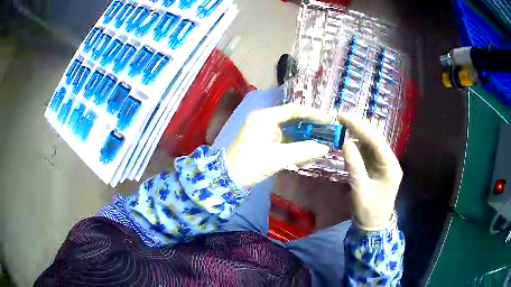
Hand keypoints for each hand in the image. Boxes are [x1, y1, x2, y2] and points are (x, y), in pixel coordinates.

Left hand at [225, 104, 330, 186]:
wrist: (226, 179)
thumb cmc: (249, 165)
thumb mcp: (277, 158)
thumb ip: (302, 151)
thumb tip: (324, 148)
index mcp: (264, 117)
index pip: (293, 110)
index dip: (312, 114)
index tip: (328, 120)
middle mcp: (264, 120)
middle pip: (292, 119)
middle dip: (310, 127)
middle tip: (327, 133)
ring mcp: (264, 131)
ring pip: (289, 131)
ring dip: (304, 138)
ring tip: (321, 144)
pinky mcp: (264, 142)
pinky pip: (284, 141)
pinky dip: (295, 146)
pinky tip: (307, 154)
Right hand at [337, 113, 402, 229]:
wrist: (373, 225)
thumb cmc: (369, 210)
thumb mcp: (360, 189)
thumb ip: (354, 166)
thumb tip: (345, 143)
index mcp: (390, 166)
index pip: (376, 141)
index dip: (361, 128)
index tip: (345, 117)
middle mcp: (389, 161)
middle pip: (374, 139)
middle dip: (359, 127)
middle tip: (341, 116)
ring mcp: (383, 164)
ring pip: (370, 144)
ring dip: (357, 134)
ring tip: (342, 123)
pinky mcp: (376, 168)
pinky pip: (366, 152)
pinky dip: (356, 145)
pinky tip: (347, 139)